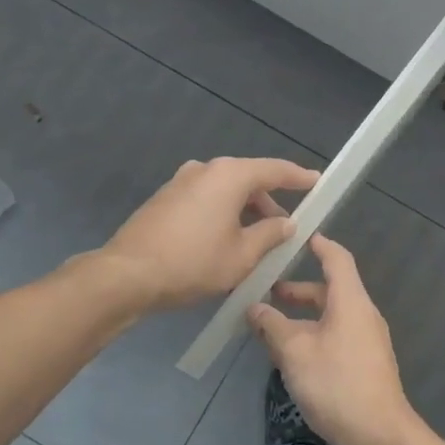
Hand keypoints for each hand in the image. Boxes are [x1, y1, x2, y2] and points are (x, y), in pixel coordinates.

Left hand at [101, 157, 319, 311]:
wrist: (127, 275)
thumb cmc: (193, 263)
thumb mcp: (242, 255)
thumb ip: (270, 235)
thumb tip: (286, 223)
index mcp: (229, 175)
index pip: (275, 170)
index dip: (299, 177)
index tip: (317, 183)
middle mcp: (204, 169)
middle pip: (248, 180)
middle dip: (269, 204)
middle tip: (285, 231)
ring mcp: (180, 182)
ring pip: (225, 192)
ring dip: (244, 212)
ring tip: (256, 243)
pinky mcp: (164, 199)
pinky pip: (205, 200)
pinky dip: (222, 214)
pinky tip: (225, 242)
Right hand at [246, 234, 416, 444]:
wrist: (380, 434)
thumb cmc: (337, 383)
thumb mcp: (295, 352)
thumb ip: (272, 326)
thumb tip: (254, 308)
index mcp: (351, 301)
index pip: (337, 258)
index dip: (318, 244)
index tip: (297, 236)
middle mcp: (363, 314)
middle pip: (331, 289)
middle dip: (299, 289)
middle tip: (266, 291)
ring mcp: (367, 340)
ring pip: (331, 315)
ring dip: (303, 316)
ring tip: (271, 326)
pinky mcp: (365, 363)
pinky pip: (336, 335)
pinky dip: (313, 333)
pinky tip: (291, 354)